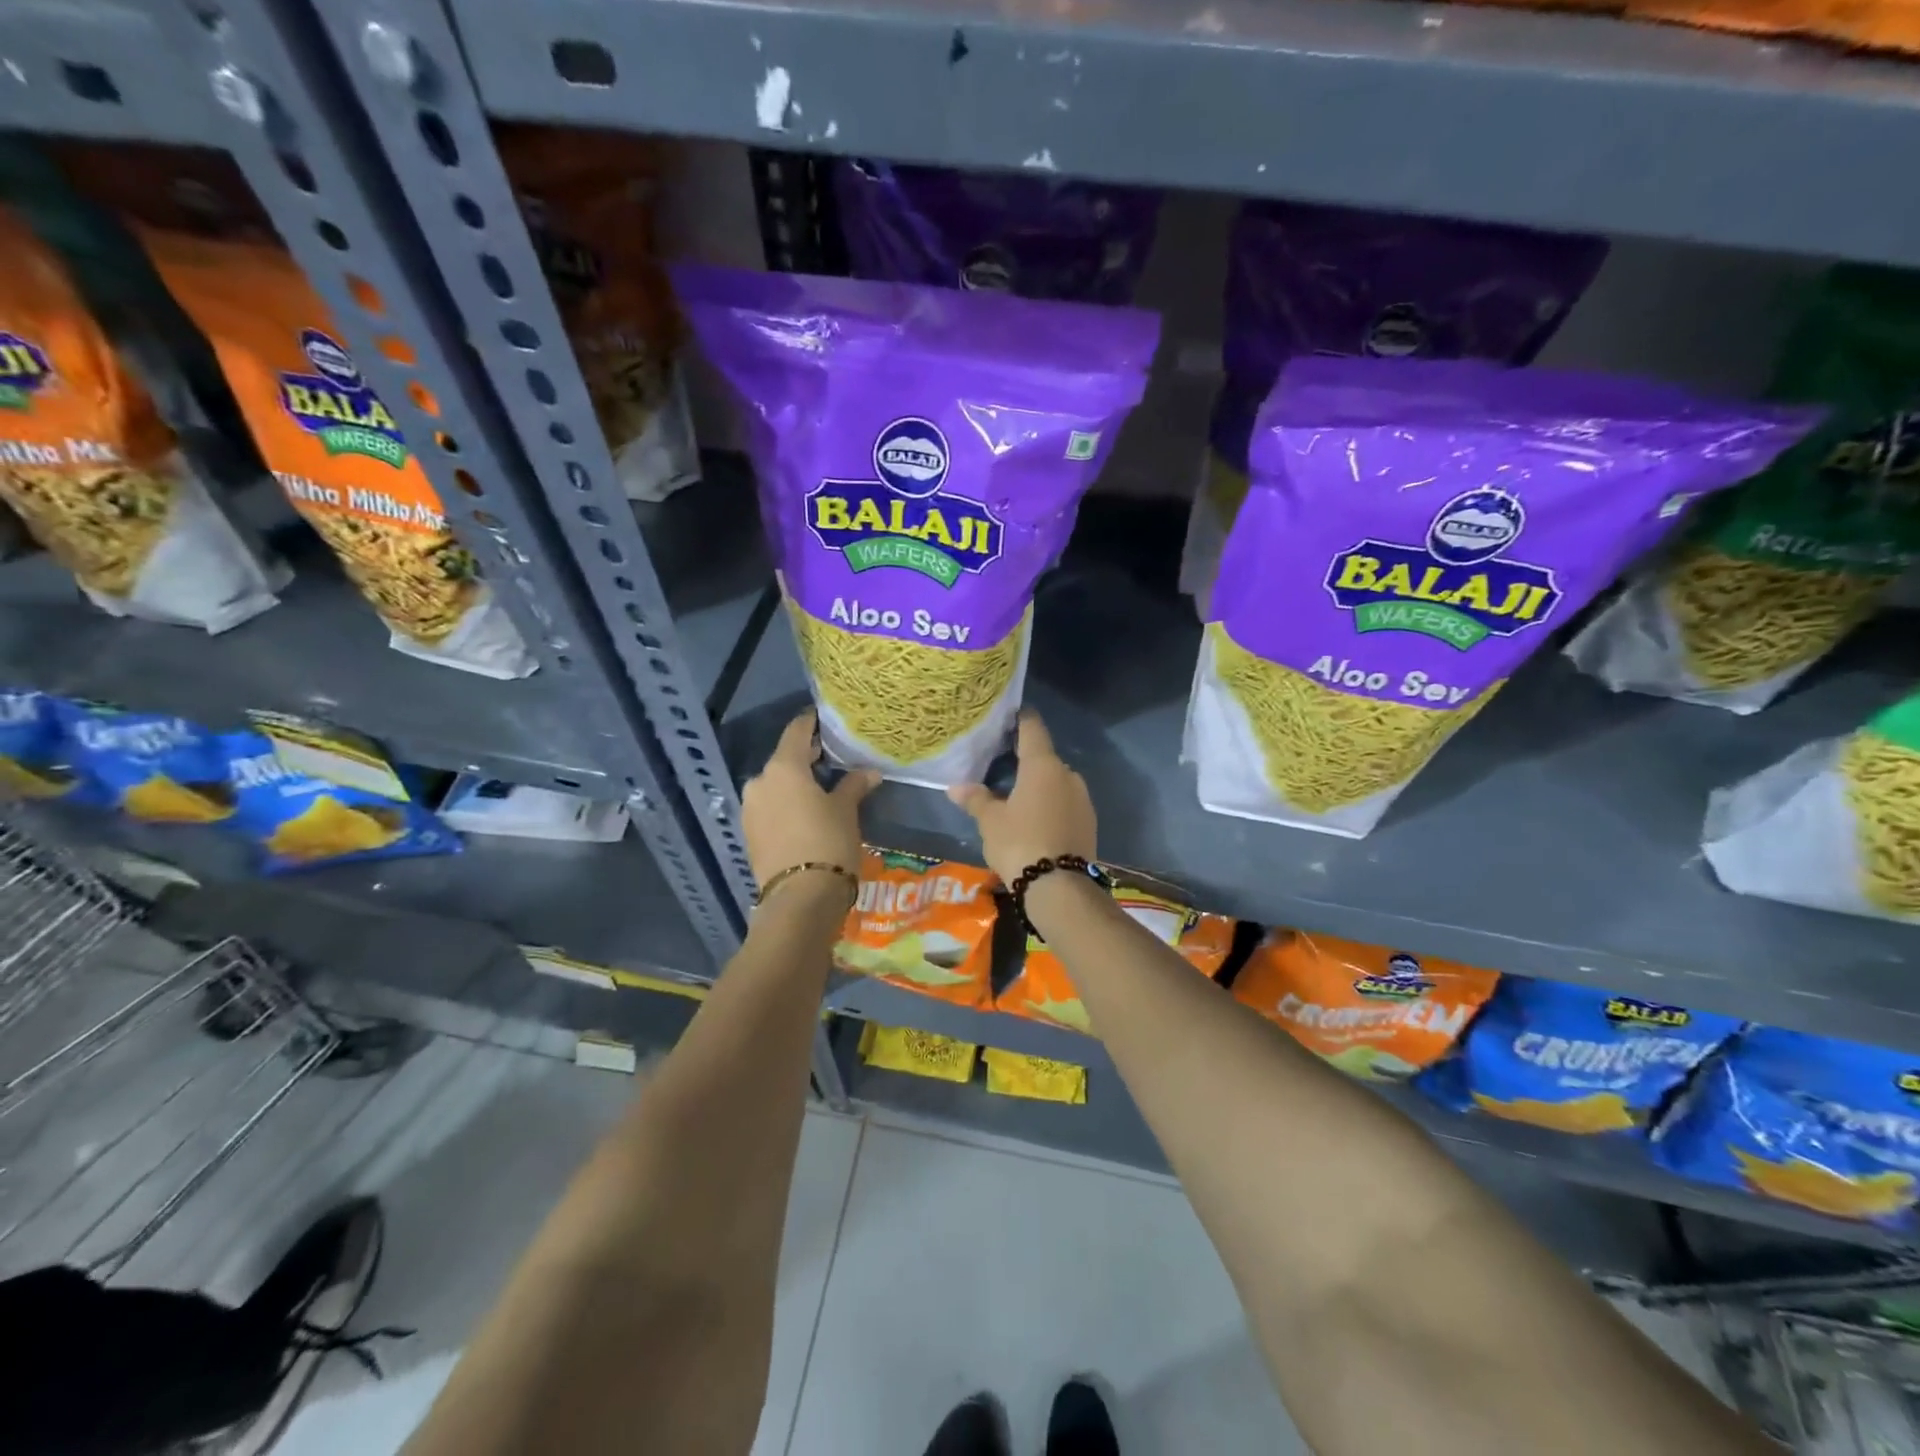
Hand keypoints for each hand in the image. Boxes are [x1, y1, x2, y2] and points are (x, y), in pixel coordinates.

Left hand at [742, 710, 878, 888]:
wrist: (800, 899)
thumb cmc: (828, 842)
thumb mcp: (846, 810)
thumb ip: (854, 785)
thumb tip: (869, 772)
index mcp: (783, 767)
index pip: (797, 731)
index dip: (813, 722)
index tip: (827, 718)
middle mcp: (760, 781)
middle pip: (785, 758)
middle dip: (808, 756)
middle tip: (834, 755)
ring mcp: (751, 808)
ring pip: (776, 784)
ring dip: (797, 782)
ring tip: (823, 787)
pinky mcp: (750, 833)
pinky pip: (771, 806)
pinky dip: (787, 803)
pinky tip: (807, 811)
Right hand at [947, 711, 1095, 883]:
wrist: (1059, 888)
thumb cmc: (1019, 843)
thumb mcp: (990, 821)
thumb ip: (976, 799)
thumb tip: (955, 787)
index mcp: (1043, 765)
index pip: (1032, 729)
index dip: (1021, 719)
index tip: (1010, 714)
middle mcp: (1067, 775)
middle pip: (1044, 758)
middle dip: (1026, 760)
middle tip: (1002, 766)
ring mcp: (1083, 799)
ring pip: (1056, 783)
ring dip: (1039, 786)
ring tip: (1016, 798)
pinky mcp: (1089, 823)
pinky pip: (1065, 804)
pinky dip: (1051, 806)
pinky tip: (1035, 820)